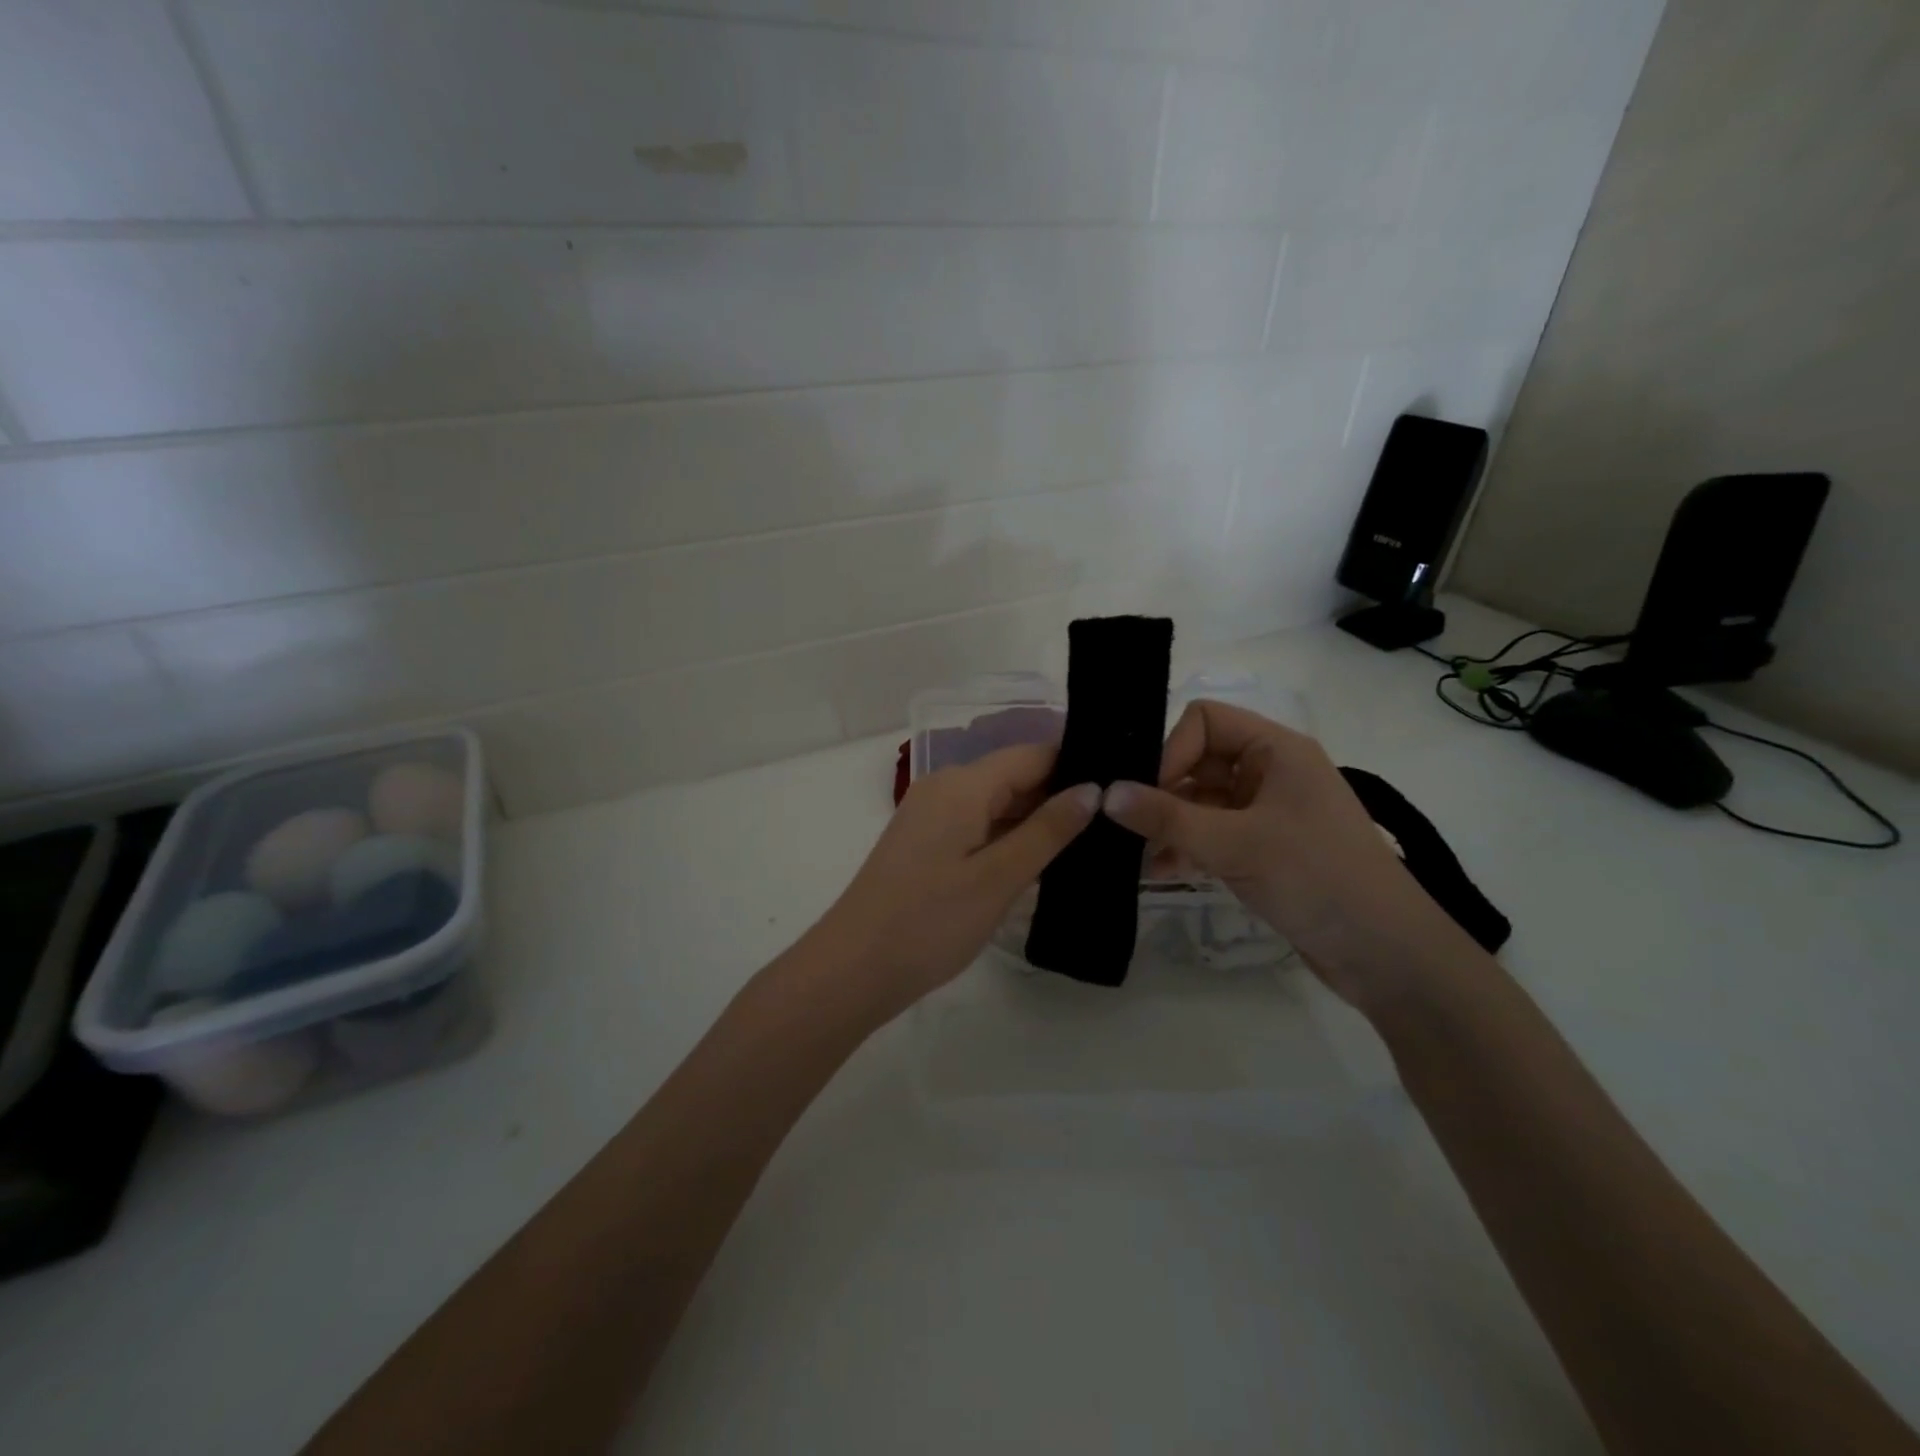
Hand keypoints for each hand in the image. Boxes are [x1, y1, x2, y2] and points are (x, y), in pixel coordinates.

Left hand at [815, 744, 1098, 1024]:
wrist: (853, 968)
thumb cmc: (930, 921)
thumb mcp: (999, 877)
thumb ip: (1048, 830)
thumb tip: (1093, 789)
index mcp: (963, 784)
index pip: (1033, 754)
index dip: (1077, 766)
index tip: (1121, 788)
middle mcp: (945, 787)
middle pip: (1015, 776)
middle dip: (1060, 796)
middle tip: (1115, 824)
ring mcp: (932, 815)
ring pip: (997, 803)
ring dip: (1036, 821)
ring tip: (1092, 842)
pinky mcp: (926, 842)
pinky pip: (978, 825)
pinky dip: (1009, 838)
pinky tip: (1041, 860)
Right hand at [1101, 700, 1475, 1009]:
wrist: (1387, 955)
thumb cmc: (1317, 878)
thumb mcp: (1235, 844)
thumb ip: (1167, 817)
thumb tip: (1106, 793)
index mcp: (1277, 750)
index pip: (1205, 721)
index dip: (1171, 750)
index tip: (1147, 794)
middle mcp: (1271, 773)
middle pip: (1198, 762)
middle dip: (1162, 793)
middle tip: (1127, 828)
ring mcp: (1268, 813)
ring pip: (1200, 802)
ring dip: (1169, 826)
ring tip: (1138, 856)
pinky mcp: (1264, 850)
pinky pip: (1212, 835)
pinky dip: (1186, 849)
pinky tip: (1160, 874)